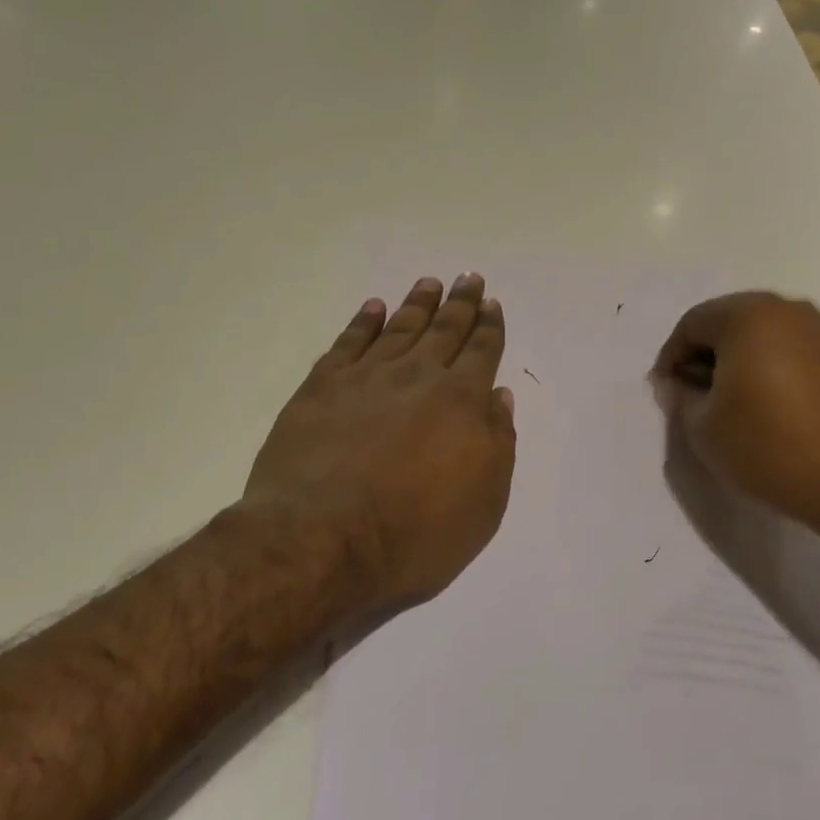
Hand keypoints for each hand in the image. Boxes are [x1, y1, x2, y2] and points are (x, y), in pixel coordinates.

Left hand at [242, 274, 516, 611]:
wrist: (322, 541)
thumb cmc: (415, 533)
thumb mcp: (484, 502)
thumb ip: (498, 442)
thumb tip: (498, 396)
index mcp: (461, 401)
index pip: (482, 351)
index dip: (489, 326)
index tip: (491, 303)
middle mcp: (418, 377)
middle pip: (445, 330)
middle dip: (461, 303)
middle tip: (469, 277)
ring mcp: (366, 378)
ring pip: (400, 328)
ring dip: (417, 304)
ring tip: (430, 283)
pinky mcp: (321, 388)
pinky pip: (348, 343)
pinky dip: (363, 322)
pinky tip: (373, 308)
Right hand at [652, 292, 819, 533]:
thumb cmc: (766, 446)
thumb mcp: (703, 426)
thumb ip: (680, 396)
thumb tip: (675, 383)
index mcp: (746, 315)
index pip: (692, 324)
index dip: (671, 358)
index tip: (666, 392)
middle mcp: (783, 308)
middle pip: (725, 322)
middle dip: (702, 355)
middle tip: (692, 396)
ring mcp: (815, 329)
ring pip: (755, 333)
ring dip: (732, 360)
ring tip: (724, 403)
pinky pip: (782, 347)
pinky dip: (762, 365)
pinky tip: (758, 403)